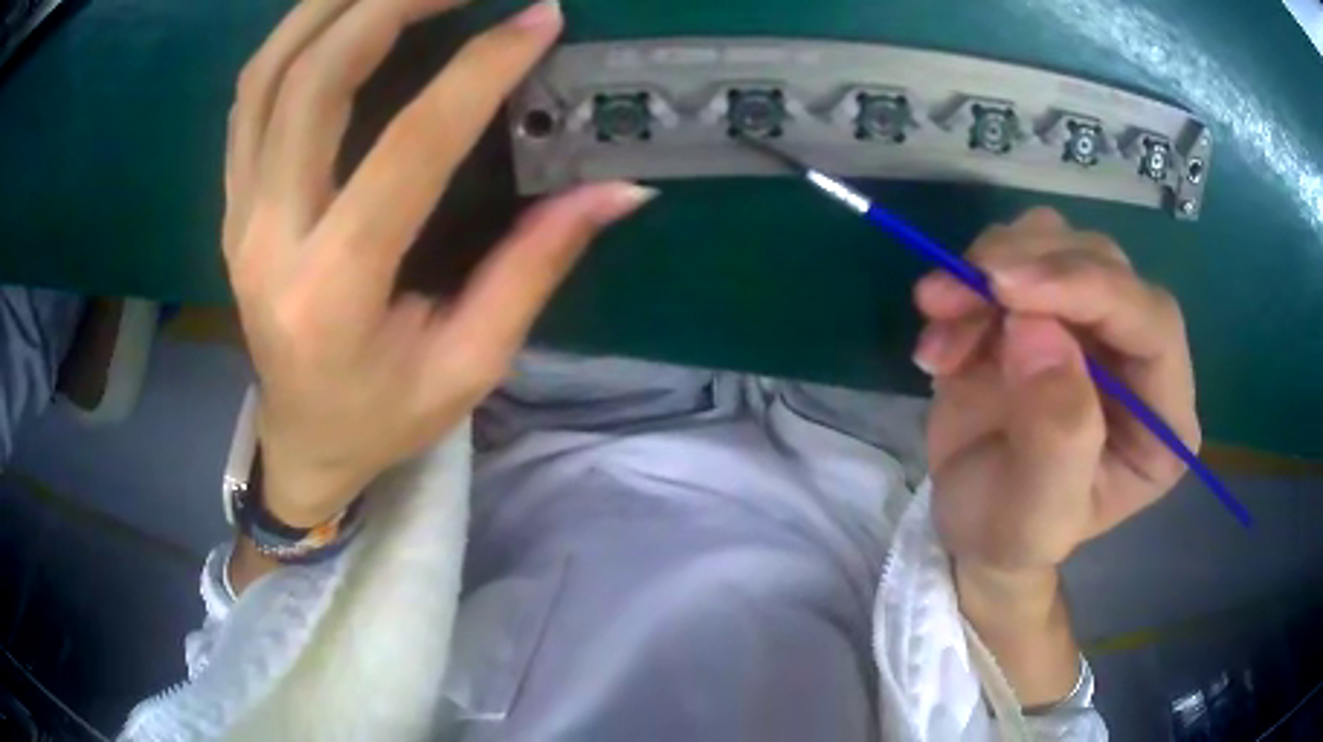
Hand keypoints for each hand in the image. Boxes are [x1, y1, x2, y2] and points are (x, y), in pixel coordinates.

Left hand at [224, 0, 652, 526]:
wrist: (300, 442)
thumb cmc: (383, 418)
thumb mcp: (469, 366)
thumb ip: (534, 268)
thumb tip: (620, 190)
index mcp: (333, 294)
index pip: (406, 152)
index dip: (477, 72)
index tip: (538, 19)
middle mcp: (269, 241)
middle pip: (313, 83)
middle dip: (391, 5)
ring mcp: (239, 215)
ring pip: (268, 74)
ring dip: (335, 6)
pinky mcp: (232, 202)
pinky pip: (251, 96)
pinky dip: (297, 37)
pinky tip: (345, 15)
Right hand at [913, 208, 1198, 576]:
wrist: (971, 522)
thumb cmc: (1011, 535)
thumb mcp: (1035, 516)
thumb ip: (1057, 437)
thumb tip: (1038, 331)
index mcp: (1163, 417)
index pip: (1153, 322)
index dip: (1091, 290)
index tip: (1008, 290)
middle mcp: (1138, 356)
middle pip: (1104, 264)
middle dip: (1030, 266)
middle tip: (959, 293)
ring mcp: (1092, 323)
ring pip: (1057, 241)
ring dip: (990, 267)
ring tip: (939, 316)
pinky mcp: (1046, 305)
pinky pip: (1013, 255)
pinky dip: (967, 281)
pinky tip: (941, 337)